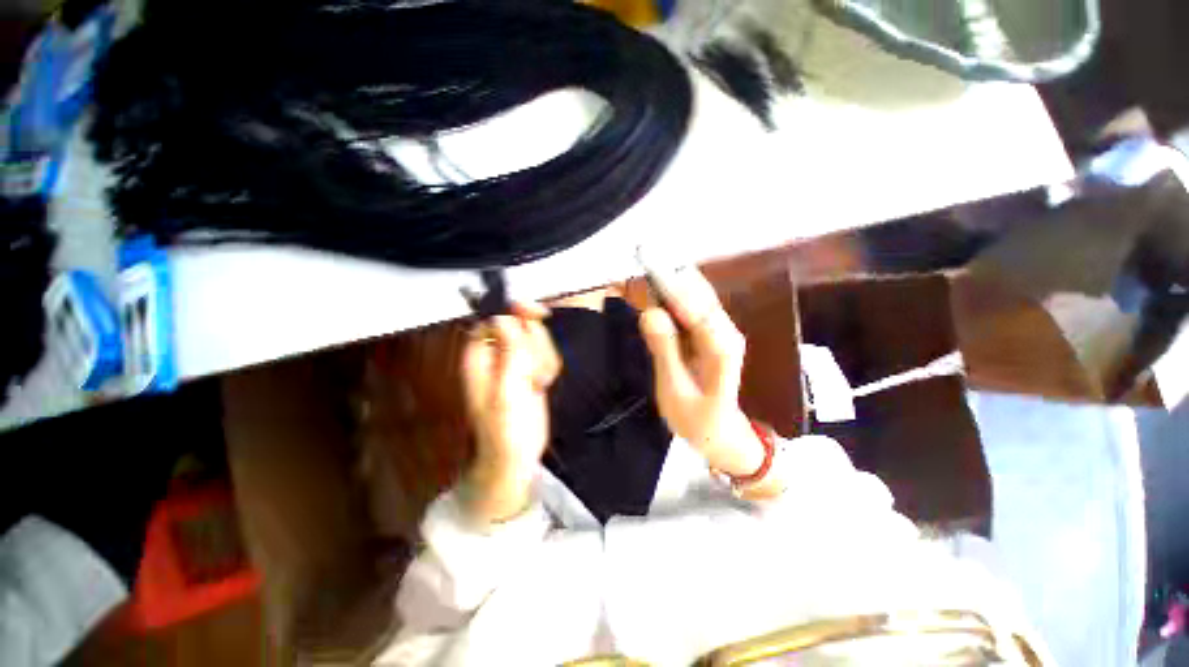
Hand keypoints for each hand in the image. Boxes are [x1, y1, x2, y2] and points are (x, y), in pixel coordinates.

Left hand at [460, 302, 560, 523]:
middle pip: (523, 325)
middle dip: (535, 346)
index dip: (515, 312)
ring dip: (543, 360)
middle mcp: (497, 353)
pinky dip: (549, 368)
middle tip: (531, 373)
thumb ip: (508, 351)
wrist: (517, 455)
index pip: (497, 318)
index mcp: (481, 354)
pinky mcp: (532, 367)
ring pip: (539, 338)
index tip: (538, 314)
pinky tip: (541, 385)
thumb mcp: (506, 389)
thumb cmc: (505, 428)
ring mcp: (516, 360)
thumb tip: (504, 316)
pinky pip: (548, 353)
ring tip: (535, 384)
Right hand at [638, 267, 764, 478]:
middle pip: (699, 294)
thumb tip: (650, 313)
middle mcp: (726, 332)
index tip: (651, 269)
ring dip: (673, 283)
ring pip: (697, 296)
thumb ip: (664, 351)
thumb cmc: (695, 418)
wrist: (717, 431)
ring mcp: (721, 330)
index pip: (697, 309)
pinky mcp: (711, 332)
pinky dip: (674, 296)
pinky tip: (657, 291)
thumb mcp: (674, 389)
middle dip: (672, 277)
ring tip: (647, 271)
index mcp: (722, 348)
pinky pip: (692, 306)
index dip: (674, 287)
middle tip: (643, 261)